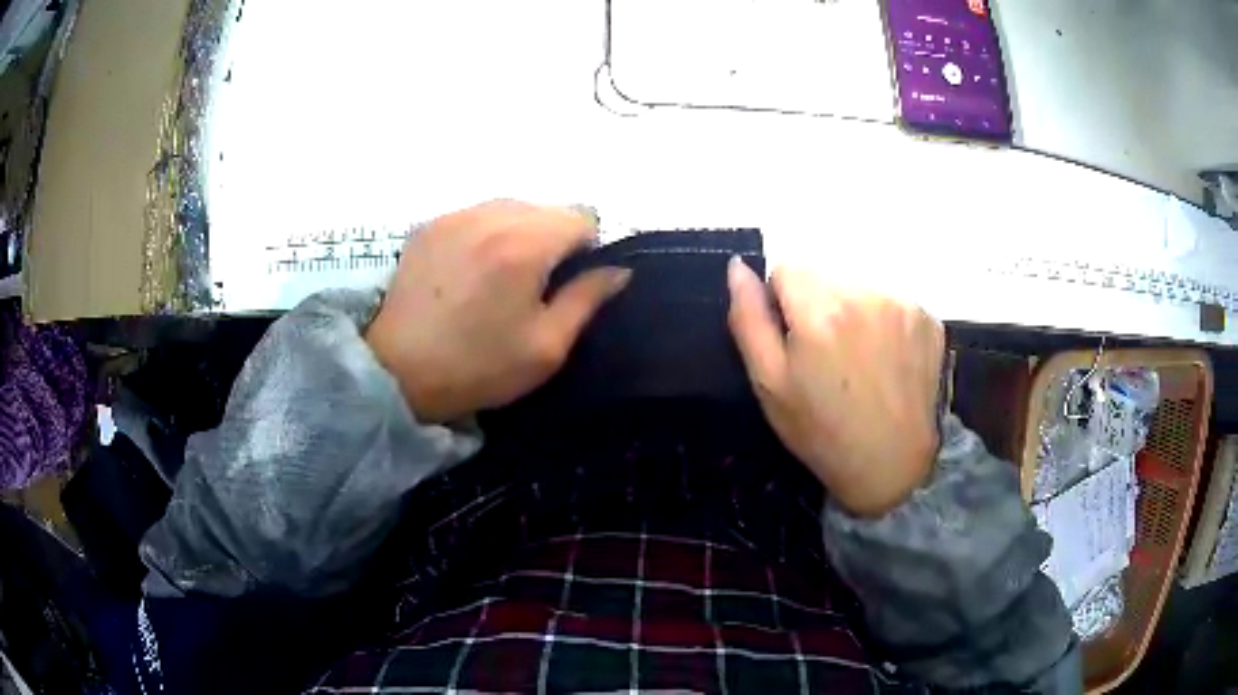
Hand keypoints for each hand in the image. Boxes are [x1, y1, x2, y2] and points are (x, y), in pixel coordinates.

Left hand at [367, 200, 629, 422]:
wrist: (396, 371)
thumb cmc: (478, 367)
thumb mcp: (547, 346)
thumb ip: (588, 299)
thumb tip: (618, 270)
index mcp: (526, 243)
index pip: (582, 216)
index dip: (587, 248)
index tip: (570, 282)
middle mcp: (491, 215)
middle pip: (546, 208)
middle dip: (554, 238)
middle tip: (536, 284)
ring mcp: (455, 215)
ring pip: (511, 207)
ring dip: (520, 232)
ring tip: (501, 275)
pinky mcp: (429, 224)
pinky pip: (476, 214)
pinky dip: (486, 233)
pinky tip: (470, 270)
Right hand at [727, 259, 944, 516]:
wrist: (893, 467)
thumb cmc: (822, 432)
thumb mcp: (770, 383)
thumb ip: (749, 318)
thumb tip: (737, 267)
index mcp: (821, 310)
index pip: (786, 267)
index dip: (781, 300)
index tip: (793, 339)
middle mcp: (866, 293)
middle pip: (825, 273)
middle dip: (817, 302)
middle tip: (826, 354)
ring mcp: (904, 304)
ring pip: (859, 285)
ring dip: (851, 309)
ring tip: (858, 358)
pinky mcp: (929, 318)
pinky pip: (892, 301)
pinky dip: (883, 320)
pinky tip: (886, 359)